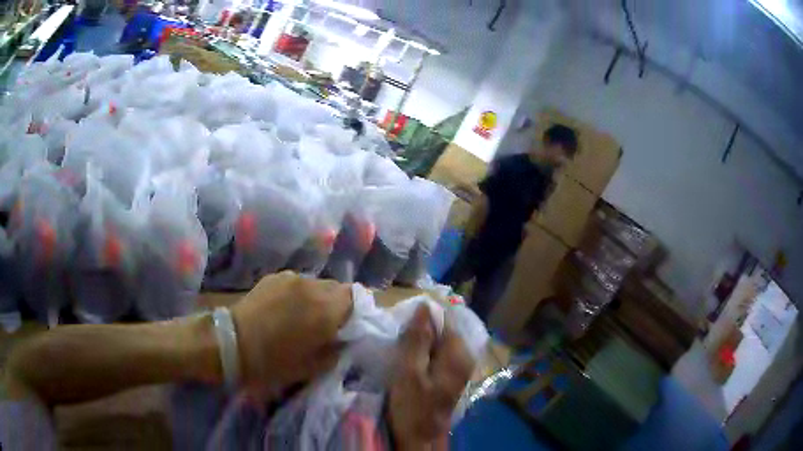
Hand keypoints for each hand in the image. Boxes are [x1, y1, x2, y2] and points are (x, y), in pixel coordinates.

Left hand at [231, 271, 352, 391]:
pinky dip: (300, 293)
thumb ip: (336, 350)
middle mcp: (313, 287)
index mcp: (326, 310)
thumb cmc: (275, 361)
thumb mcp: (313, 367)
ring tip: (305, 314)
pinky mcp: (275, 277)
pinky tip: (286, 308)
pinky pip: (298, 282)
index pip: (356, 296)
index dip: (356, 309)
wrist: (232, 343)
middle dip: (338, 303)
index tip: (350, 325)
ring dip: (318, 297)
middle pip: (337, 287)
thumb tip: (345, 339)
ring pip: (317, 284)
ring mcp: (292, 278)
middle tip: (329, 323)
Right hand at [389, 306, 474, 449]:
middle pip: (444, 329)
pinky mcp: (452, 375)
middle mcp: (465, 356)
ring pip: (440, 342)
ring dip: (422, 342)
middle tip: (399, 340)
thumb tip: (424, 306)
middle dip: (422, 330)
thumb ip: (418, 338)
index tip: (403, 325)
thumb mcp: (409, 371)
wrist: (420, 437)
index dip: (423, 317)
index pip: (445, 318)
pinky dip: (425, 353)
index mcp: (458, 353)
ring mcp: (460, 367)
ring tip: (402, 350)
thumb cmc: (412, 405)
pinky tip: (412, 361)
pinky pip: (440, 354)